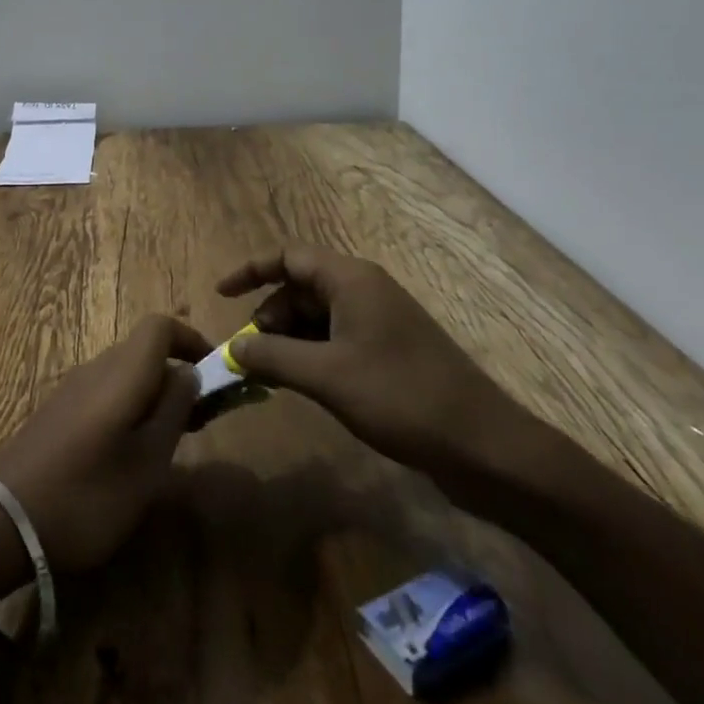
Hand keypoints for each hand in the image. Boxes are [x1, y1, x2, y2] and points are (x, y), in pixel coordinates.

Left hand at [0, 315, 209, 572]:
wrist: (4, 520)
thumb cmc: (88, 494)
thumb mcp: (148, 463)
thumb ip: (174, 411)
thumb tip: (189, 372)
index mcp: (123, 371)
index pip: (160, 325)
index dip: (191, 339)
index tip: (215, 373)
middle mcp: (97, 367)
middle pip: (144, 349)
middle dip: (177, 373)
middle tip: (201, 418)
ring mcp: (74, 387)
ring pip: (125, 372)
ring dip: (154, 392)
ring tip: (171, 439)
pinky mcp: (59, 410)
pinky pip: (105, 391)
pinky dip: (129, 406)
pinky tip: (130, 451)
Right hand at [217, 248, 520, 471]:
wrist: (484, 446)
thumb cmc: (401, 396)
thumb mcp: (327, 376)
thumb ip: (273, 357)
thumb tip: (233, 348)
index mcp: (350, 279)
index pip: (289, 256)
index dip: (251, 270)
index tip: (220, 295)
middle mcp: (364, 290)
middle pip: (301, 287)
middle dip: (269, 315)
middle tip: (249, 354)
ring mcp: (379, 321)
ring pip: (318, 316)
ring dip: (289, 339)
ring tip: (271, 374)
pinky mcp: (389, 352)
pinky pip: (337, 339)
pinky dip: (312, 354)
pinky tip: (303, 385)